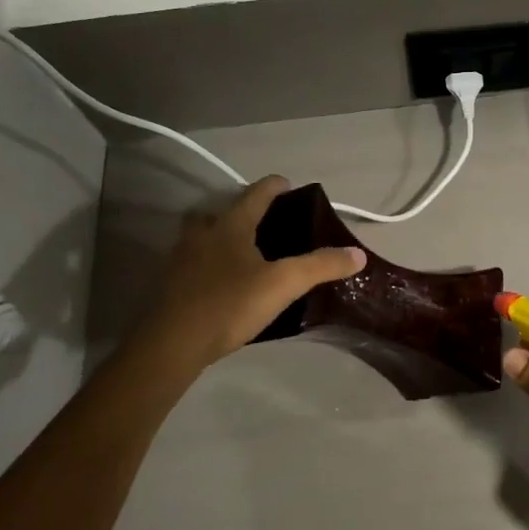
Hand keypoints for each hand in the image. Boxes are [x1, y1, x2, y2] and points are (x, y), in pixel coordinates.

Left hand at [134, 176, 364, 368]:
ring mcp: (181, 258)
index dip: (274, 187)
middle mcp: (202, 233)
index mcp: (229, 225)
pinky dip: (212, 263)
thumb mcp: (283, 284)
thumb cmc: (229, 304)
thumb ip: (320, 266)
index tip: (288, 184)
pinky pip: (196, 262)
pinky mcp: (172, 284)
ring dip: (224, 237)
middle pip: (223, 212)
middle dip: (244, 212)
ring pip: (205, 236)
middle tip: (266, 224)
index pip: (255, 194)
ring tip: (247, 253)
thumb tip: (357, 254)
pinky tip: (225, 282)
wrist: (171, 344)